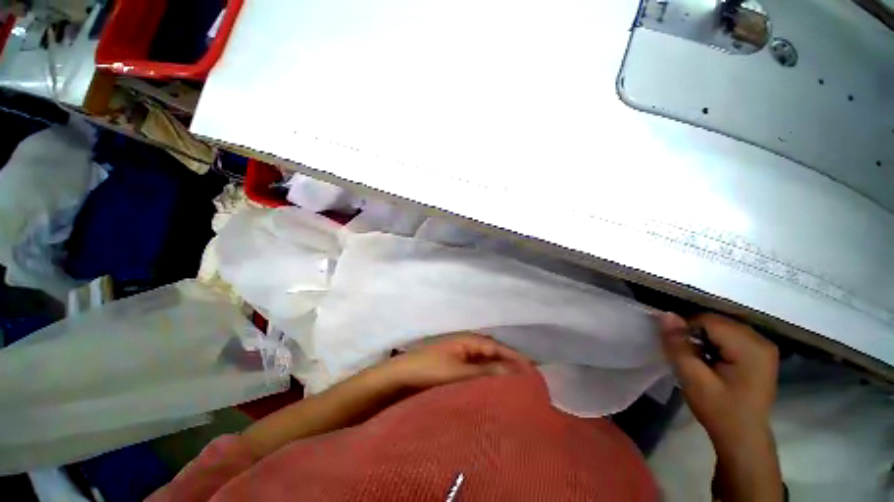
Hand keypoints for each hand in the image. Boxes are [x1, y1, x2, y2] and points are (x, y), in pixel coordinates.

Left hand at [376, 333, 533, 391]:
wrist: (398, 379)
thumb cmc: (428, 369)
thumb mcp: (459, 371)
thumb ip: (486, 372)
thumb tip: (515, 372)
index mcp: (469, 340)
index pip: (499, 348)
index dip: (516, 358)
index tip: (535, 373)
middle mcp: (467, 346)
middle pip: (494, 356)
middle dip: (510, 367)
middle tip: (530, 386)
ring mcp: (461, 359)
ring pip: (486, 366)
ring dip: (499, 376)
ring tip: (517, 393)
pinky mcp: (455, 372)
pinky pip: (476, 375)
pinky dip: (486, 383)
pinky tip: (494, 395)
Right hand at [658, 313, 778, 444]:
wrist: (743, 439)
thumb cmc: (719, 410)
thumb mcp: (692, 378)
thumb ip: (678, 345)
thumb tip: (665, 315)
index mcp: (750, 346)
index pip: (708, 320)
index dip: (686, 329)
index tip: (676, 348)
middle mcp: (761, 340)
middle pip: (717, 322)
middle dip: (696, 334)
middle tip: (686, 356)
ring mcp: (763, 347)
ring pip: (722, 328)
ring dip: (704, 339)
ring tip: (698, 360)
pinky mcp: (760, 354)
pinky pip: (731, 337)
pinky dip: (715, 344)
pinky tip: (710, 361)